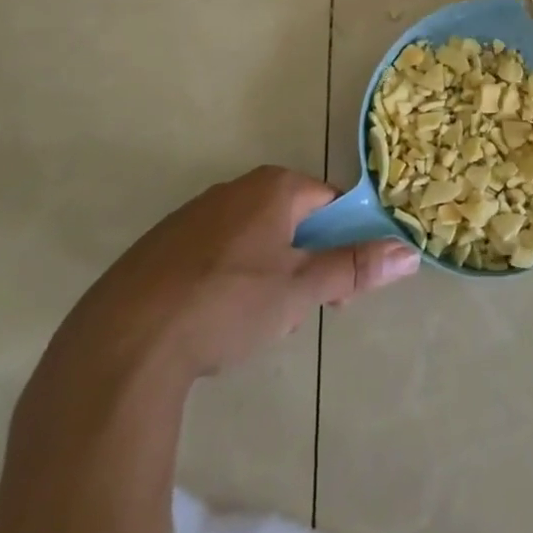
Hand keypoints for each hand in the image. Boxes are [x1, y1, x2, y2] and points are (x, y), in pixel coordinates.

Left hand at [54, 165, 419, 381]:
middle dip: (302, 263)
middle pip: (292, 219)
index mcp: (274, 187)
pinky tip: (208, 323)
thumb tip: (410, 252)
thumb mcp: (299, 292)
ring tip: (250, 326)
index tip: (337, 291)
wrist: (121, 345)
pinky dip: (224, 280)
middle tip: (294, 312)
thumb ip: (353, 268)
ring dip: (266, 274)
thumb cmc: (226, 306)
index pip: (330, 203)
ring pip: (252, 239)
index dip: (342, 244)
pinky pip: (213, 254)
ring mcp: (193, 214)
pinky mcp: (160, 245)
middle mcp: (236, 188)